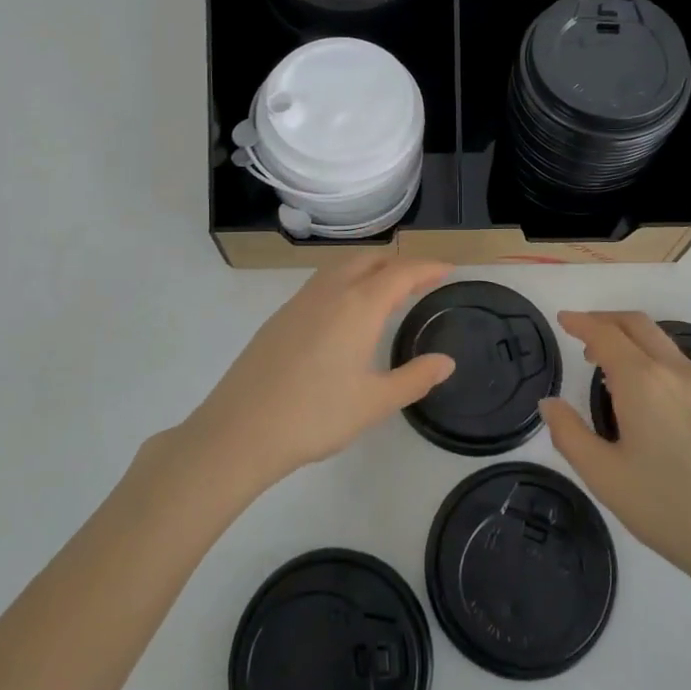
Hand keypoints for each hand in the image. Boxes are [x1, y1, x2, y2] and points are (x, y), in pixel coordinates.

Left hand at [183, 257, 454, 493]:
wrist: (241, 430)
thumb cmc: (316, 416)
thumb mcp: (375, 402)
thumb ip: (415, 378)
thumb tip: (446, 362)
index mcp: (359, 305)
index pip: (402, 272)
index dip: (428, 267)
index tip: (449, 269)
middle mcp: (331, 291)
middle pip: (372, 260)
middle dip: (401, 263)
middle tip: (423, 280)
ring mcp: (301, 300)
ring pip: (343, 266)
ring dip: (371, 267)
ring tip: (388, 289)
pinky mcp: (281, 315)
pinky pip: (323, 281)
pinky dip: (347, 280)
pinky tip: (347, 310)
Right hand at [540, 311, 690, 605]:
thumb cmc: (670, 509)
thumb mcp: (605, 477)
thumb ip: (569, 434)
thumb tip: (550, 404)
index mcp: (642, 381)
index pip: (605, 334)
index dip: (580, 323)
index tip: (561, 319)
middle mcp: (673, 371)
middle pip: (636, 324)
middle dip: (605, 320)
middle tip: (579, 332)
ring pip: (659, 340)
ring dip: (628, 337)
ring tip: (603, 362)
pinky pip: (675, 360)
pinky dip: (649, 354)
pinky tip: (640, 388)